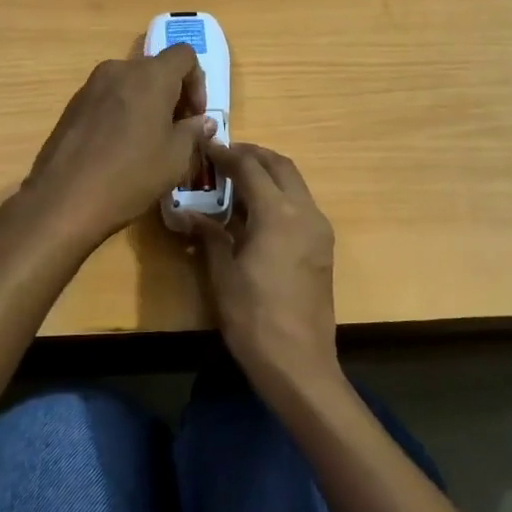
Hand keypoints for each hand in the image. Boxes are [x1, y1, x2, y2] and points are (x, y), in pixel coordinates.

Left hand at [22, 46, 214, 247]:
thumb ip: (193, 132)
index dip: (198, 82)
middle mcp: (119, 70)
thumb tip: (202, 122)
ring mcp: (91, 86)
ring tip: (149, 142)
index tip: (196, 116)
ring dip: (147, 104)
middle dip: (173, 95)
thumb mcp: (176, 158)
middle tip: (177, 131)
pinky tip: (120, 149)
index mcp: (151, 76)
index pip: (185, 55)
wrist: (64, 199)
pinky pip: (108, 99)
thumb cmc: (131, 175)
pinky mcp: (73, 105)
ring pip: (130, 84)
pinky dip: (122, 113)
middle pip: (156, 69)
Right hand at [191, 142, 337, 394]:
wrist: (299, 362)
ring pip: (295, 184)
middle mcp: (305, 212)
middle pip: (281, 166)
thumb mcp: (223, 274)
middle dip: (253, 155)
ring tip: (238, 181)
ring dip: (269, 174)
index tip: (206, 148)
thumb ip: (210, 235)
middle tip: (225, 157)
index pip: (250, 167)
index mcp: (278, 214)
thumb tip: (188, 213)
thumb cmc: (254, 318)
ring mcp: (319, 229)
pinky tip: (256, 212)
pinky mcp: (323, 247)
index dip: (226, 154)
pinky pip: (301, 205)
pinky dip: (280, 195)